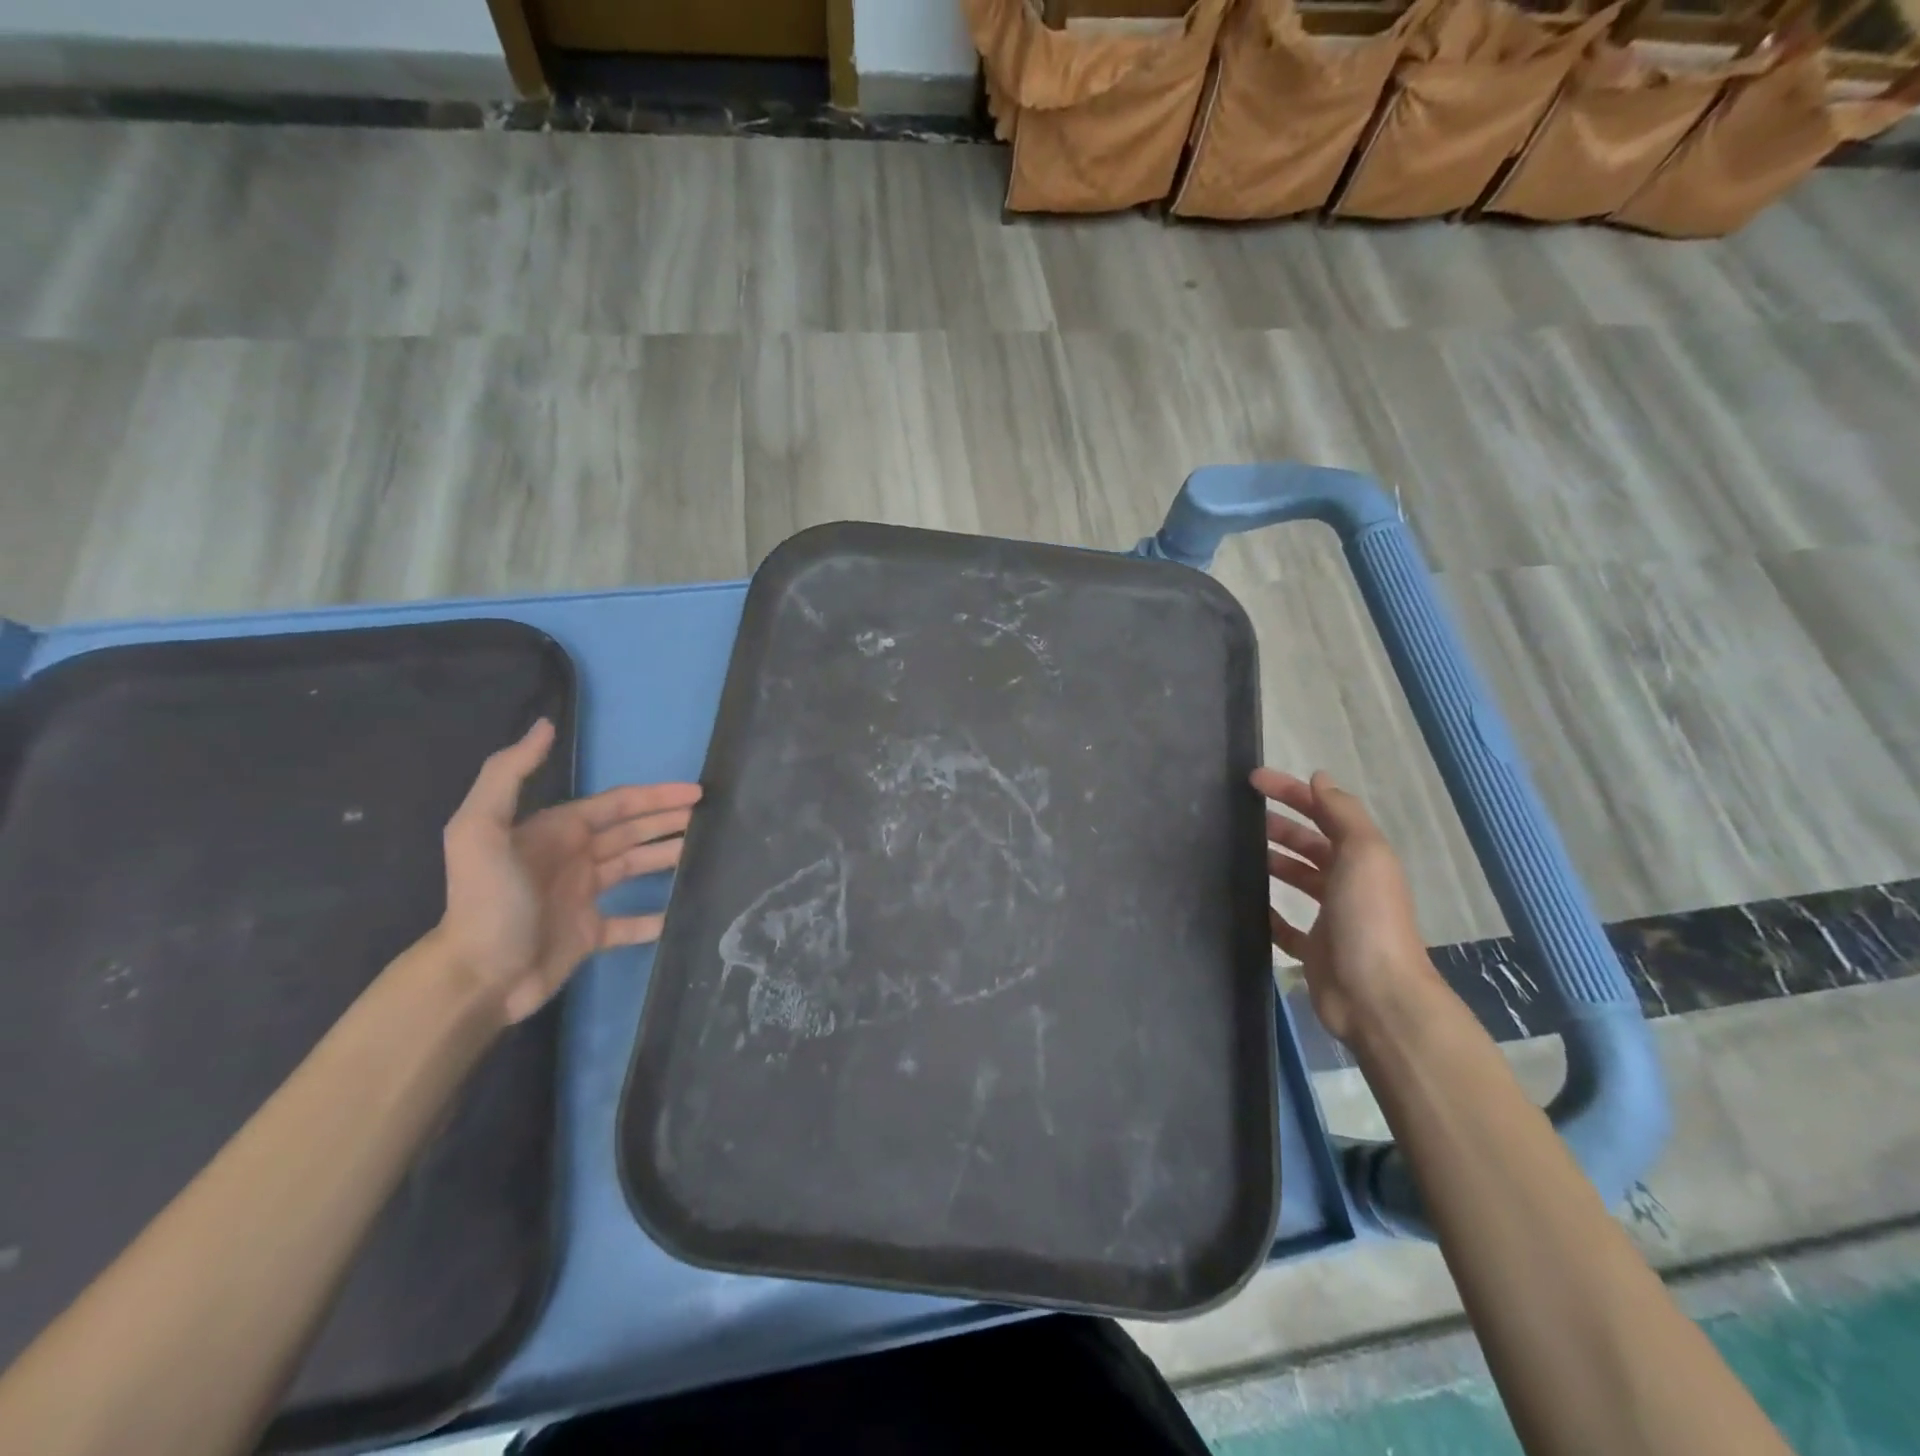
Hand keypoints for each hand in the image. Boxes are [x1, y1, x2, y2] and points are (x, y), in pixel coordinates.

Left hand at [438, 719, 701, 1023]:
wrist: (477, 977)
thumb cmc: (489, 901)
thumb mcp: (481, 830)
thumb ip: (509, 774)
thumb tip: (545, 725)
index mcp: (557, 831)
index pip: (618, 805)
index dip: (656, 796)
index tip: (696, 792)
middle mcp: (573, 858)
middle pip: (632, 832)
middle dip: (669, 821)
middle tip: (711, 817)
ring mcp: (582, 897)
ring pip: (636, 868)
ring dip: (669, 857)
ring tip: (706, 853)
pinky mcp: (589, 935)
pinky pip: (631, 922)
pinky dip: (657, 916)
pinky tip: (683, 910)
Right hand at [1254, 768, 1434, 1045]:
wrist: (1375, 995)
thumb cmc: (1368, 917)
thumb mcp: (1363, 854)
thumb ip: (1342, 813)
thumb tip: (1319, 778)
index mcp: (1362, 858)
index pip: (1324, 812)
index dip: (1291, 792)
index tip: (1252, 780)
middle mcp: (1349, 883)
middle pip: (1310, 845)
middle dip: (1280, 826)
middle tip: (1240, 817)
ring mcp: (1331, 918)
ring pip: (1297, 880)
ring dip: (1273, 862)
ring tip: (1237, 852)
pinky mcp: (1313, 950)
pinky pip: (1285, 924)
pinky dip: (1268, 911)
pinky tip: (1246, 902)